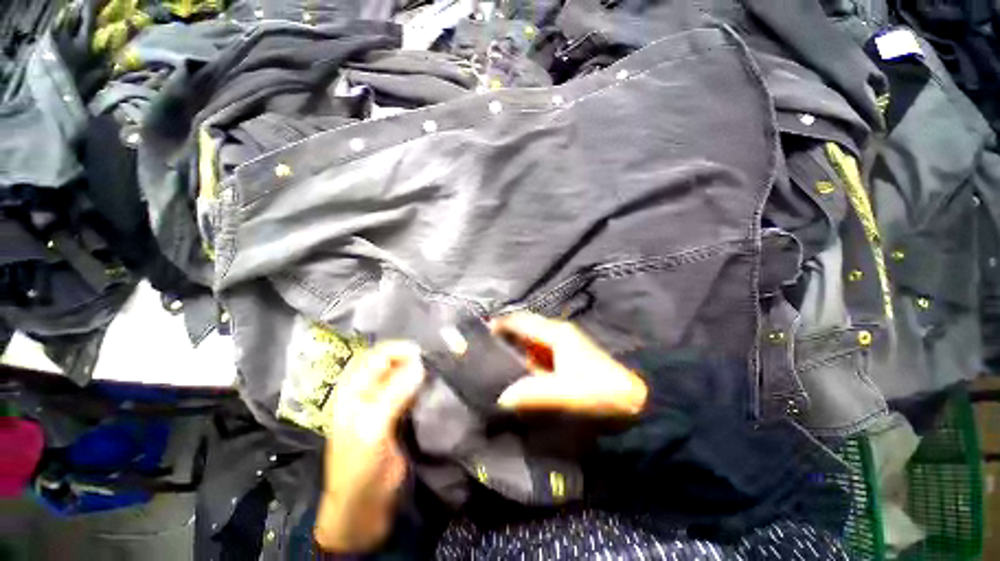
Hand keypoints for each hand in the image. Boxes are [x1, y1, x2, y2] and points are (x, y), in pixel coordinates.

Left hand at [315, 341, 424, 552]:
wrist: (364, 507)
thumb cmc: (360, 466)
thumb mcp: (372, 428)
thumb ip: (394, 393)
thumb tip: (420, 363)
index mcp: (353, 390)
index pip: (375, 357)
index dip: (397, 350)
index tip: (422, 353)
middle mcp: (367, 391)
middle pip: (390, 363)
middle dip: (410, 357)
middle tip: (433, 359)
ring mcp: (383, 403)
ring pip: (402, 376)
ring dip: (417, 370)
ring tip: (437, 367)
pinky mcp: (398, 414)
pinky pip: (410, 391)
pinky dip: (421, 384)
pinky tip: (434, 384)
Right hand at [491, 313, 646, 416]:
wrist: (634, 402)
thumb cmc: (600, 392)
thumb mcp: (565, 392)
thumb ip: (531, 394)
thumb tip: (501, 397)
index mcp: (557, 333)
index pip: (523, 321)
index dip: (503, 324)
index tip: (482, 331)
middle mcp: (559, 334)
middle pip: (526, 330)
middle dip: (507, 337)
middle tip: (485, 349)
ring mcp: (564, 346)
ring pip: (533, 343)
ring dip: (517, 350)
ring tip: (495, 360)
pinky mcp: (568, 358)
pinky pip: (540, 355)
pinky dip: (528, 361)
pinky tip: (519, 373)